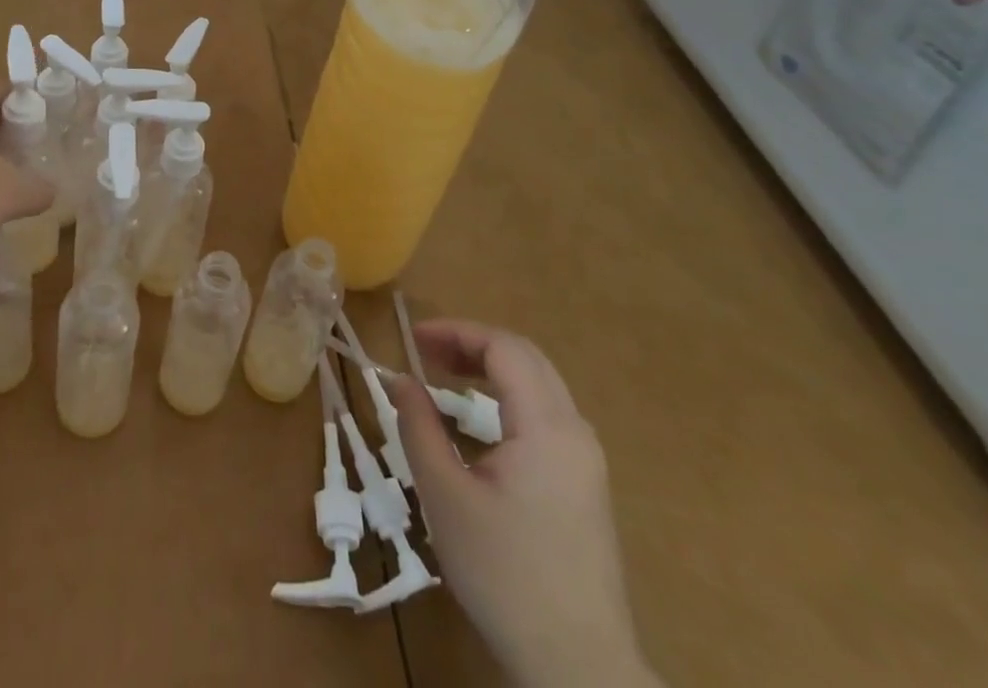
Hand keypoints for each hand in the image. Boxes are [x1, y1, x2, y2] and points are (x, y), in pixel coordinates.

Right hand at [387, 322, 657, 687]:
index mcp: (547, 427)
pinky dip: (509, 397)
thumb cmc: (504, 575)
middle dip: (473, 344)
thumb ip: (419, 427)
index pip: (504, 348)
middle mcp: (575, 432)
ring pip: (540, 386)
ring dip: (492, 369)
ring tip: (446, 377)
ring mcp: (587, 461)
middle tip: (426, 353)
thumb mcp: (445, 496)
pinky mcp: (586, 487)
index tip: (413, 339)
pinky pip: (547, 415)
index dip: (456, 332)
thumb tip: (401, 380)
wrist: (579, 669)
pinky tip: (481, 421)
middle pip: (526, 359)